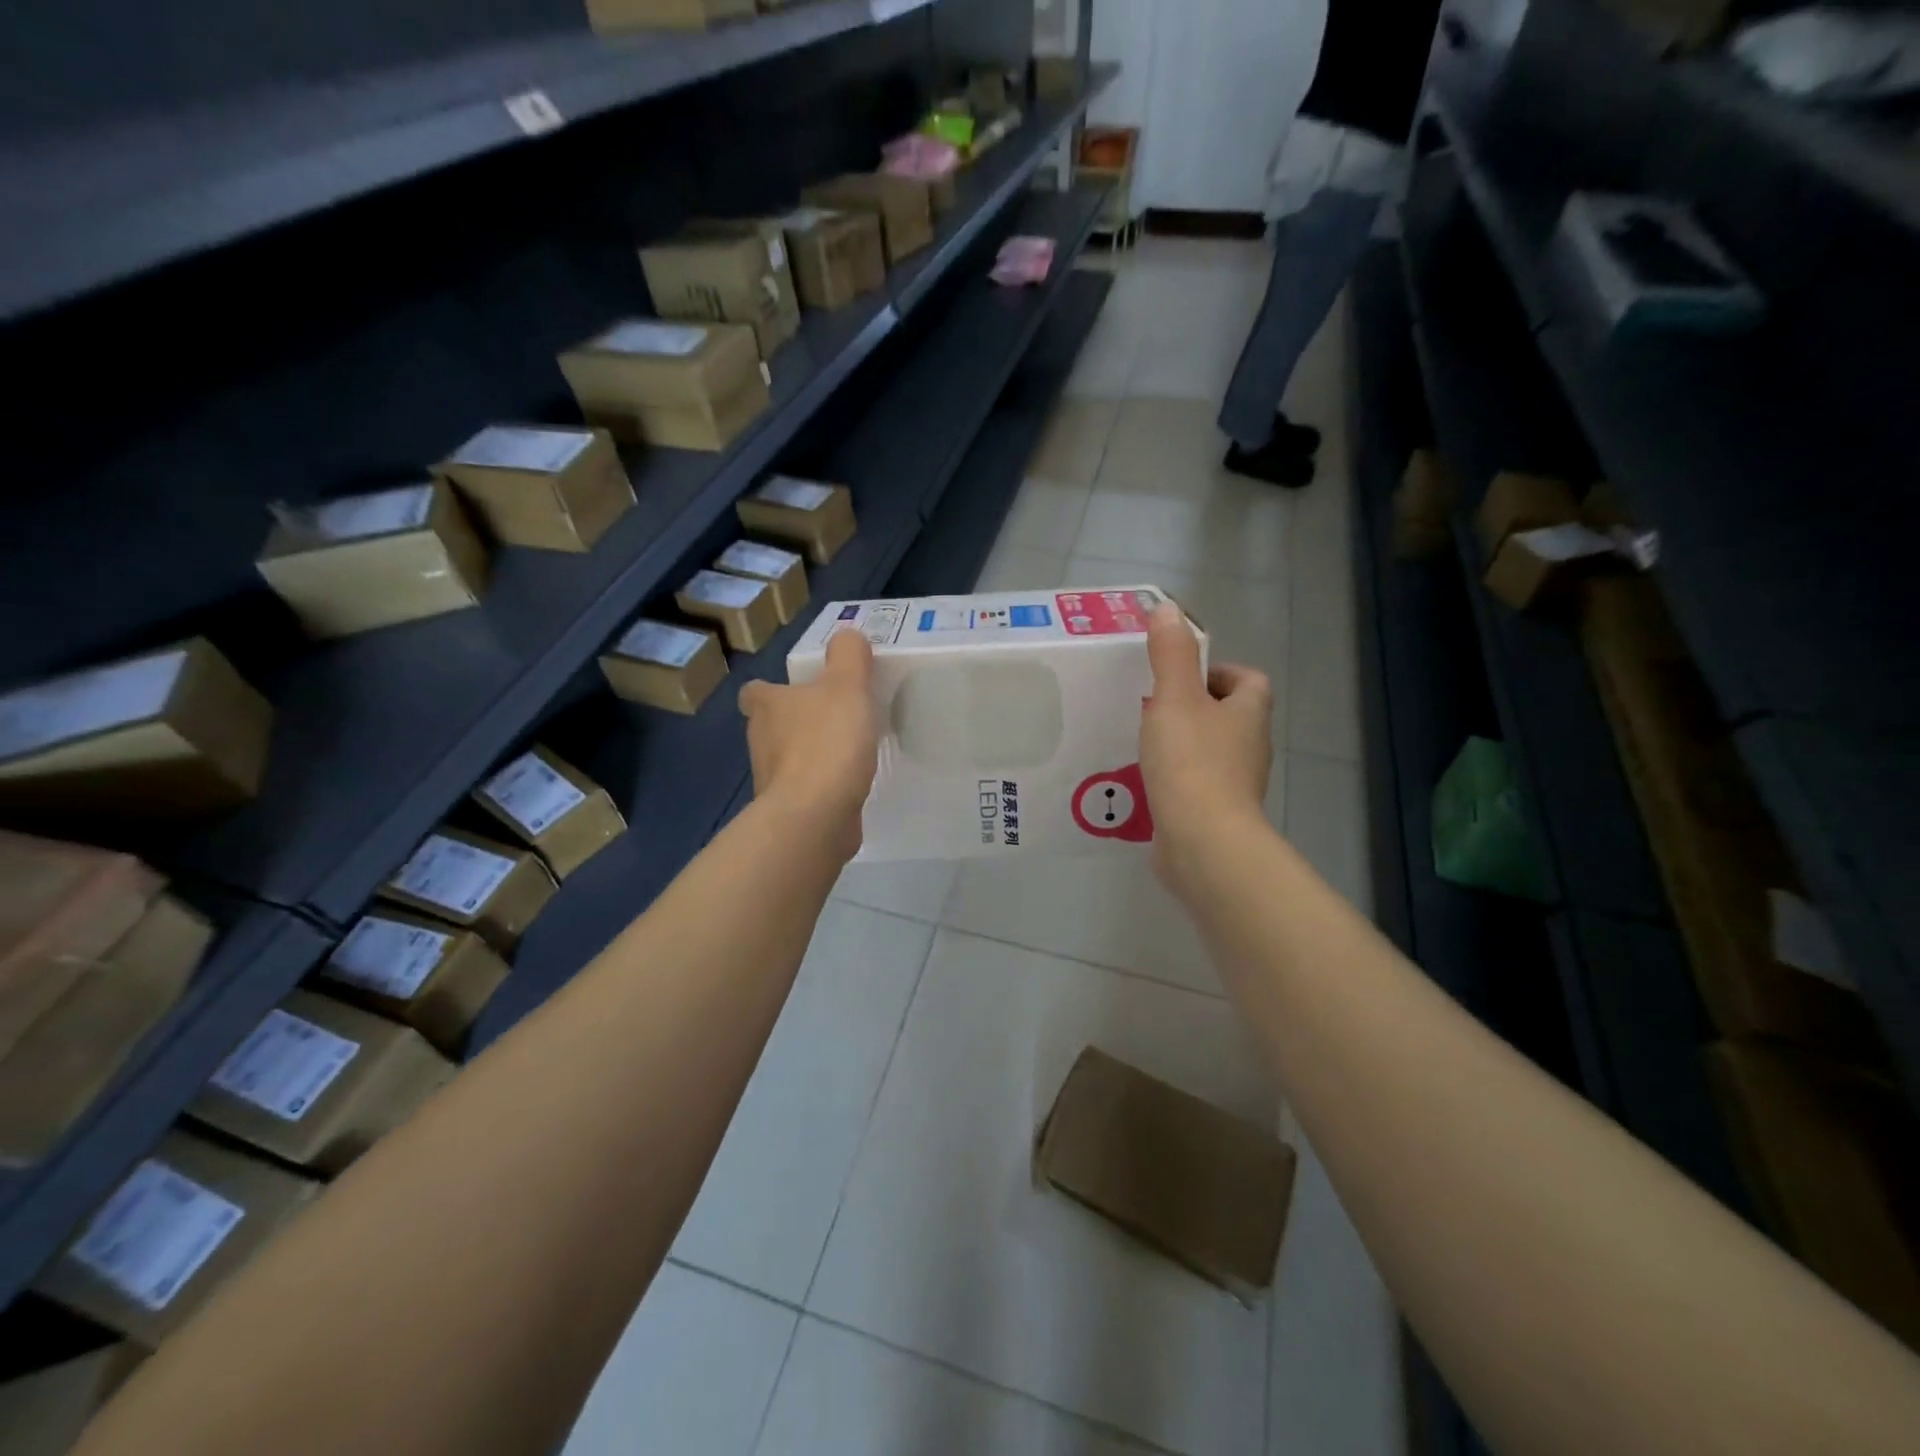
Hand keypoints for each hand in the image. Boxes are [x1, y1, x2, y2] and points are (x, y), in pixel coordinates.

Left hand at [739, 628, 878, 860]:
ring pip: (788, 760)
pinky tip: (849, 786)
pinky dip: (821, 788)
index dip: (773, 689)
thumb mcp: (847, 685)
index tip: (799, 691)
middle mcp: (760, 741)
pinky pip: (805, 792)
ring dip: (810, 756)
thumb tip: (847, 636)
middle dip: (796, 722)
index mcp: (767, 706)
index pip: (756, 691)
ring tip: (847, 752)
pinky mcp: (789, 811)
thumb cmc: (827, 743)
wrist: (815, 816)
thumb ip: (849, 656)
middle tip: (833, 718)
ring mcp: (772, 780)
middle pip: (772, 726)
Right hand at [1141, 602, 1274, 891]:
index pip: (1248, 680)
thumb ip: (1170, 654)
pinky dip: (1175, 780)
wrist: (1203, 843)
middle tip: (1151, 707)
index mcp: (1248, 714)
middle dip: (1193, 708)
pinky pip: (1195, 786)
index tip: (1180, 677)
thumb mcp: (1174, 698)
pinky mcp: (1216, 814)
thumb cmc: (1192, 763)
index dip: (1219, 672)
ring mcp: (1235, 784)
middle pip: (1228, 716)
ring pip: (1210, 752)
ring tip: (1142, 743)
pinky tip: (1143, 782)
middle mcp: (1250, 747)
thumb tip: (1168, 609)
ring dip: (1182, 745)